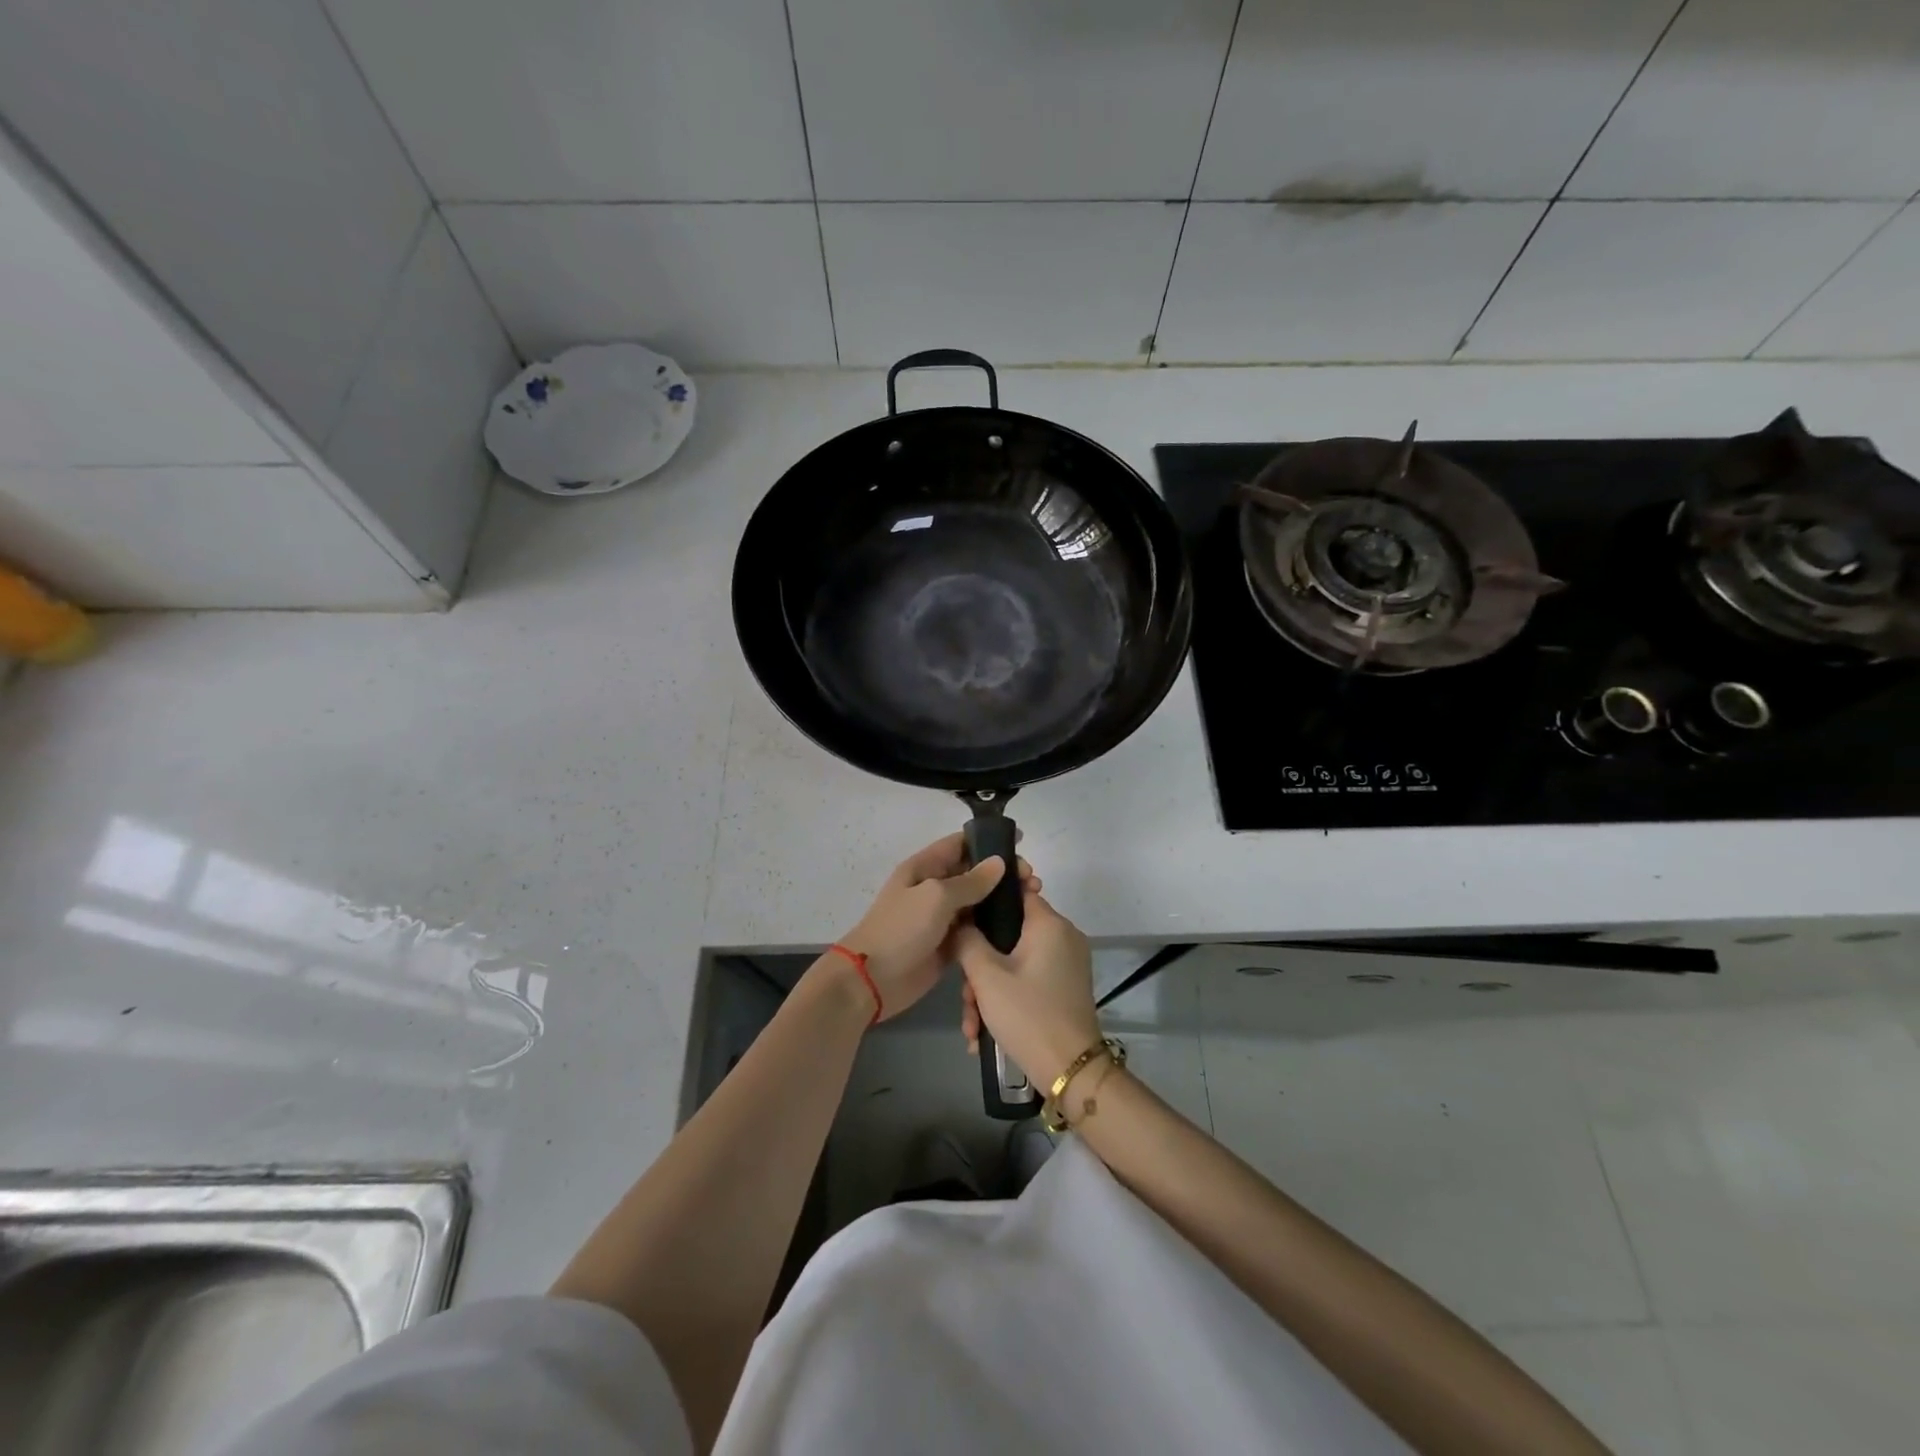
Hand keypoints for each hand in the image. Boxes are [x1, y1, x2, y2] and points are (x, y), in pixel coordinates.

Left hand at [836, 833, 1033, 1022]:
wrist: (871, 980)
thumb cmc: (900, 929)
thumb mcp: (936, 897)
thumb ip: (970, 881)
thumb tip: (999, 862)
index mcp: (925, 867)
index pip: (961, 843)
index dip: (989, 839)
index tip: (1021, 842)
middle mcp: (934, 887)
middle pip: (974, 872)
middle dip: (1003, 872)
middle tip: (1032, 881)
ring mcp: (941, 917)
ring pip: (978, 902)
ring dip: (1003, 900)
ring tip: (1033, 901)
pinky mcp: (948, 944)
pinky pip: (975, 929)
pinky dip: (994, 926)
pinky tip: (1019, 928)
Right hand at [953, 888, 1100, 1091]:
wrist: (1070, 1072)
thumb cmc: (1028, 1015)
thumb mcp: (986, 977)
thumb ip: (967, 941)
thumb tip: (960, 922)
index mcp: (1049, 924)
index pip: (1016, 891)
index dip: (986, 901)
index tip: (962, 919)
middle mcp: (1063, 937)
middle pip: (1010, 934)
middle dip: (980, 966)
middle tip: (966, 996)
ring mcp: (1066, 964)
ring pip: (1015, 963)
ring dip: (988, 991)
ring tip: (972, 1026)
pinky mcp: (1065, 988)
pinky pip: (1028, 980)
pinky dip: (1006, 1000)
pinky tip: (984, 1033)